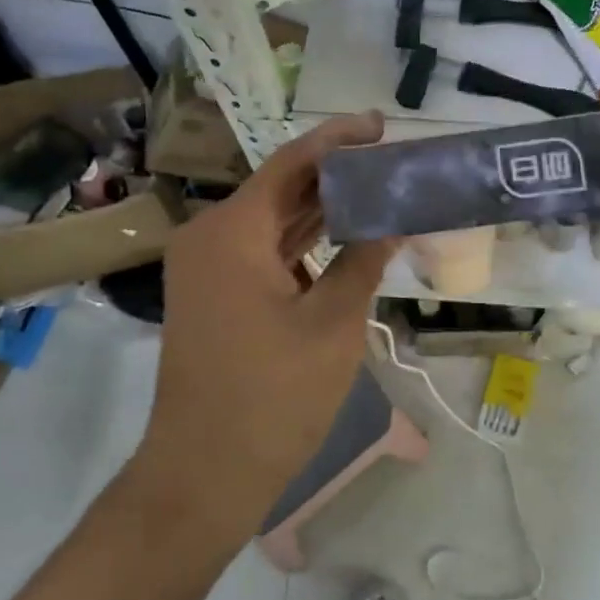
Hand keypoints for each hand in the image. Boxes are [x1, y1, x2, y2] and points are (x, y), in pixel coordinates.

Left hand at [131, 113, 397, 542]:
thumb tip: (397, 218)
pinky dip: (306, 242)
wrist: (203, 476)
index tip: (381, 124)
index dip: (339, 139)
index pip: (292, 162)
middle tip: (394, 160)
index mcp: (232, 231)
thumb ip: (365, 259)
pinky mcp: (218, 295)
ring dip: (325, 208)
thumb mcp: (333, 323)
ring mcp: (210, 268)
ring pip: (276, 220)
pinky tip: (348, 236)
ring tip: (381, 189)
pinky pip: (267, 251)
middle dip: (338, 174)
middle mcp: (212, 236)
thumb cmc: (271, 397)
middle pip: (283, 187)